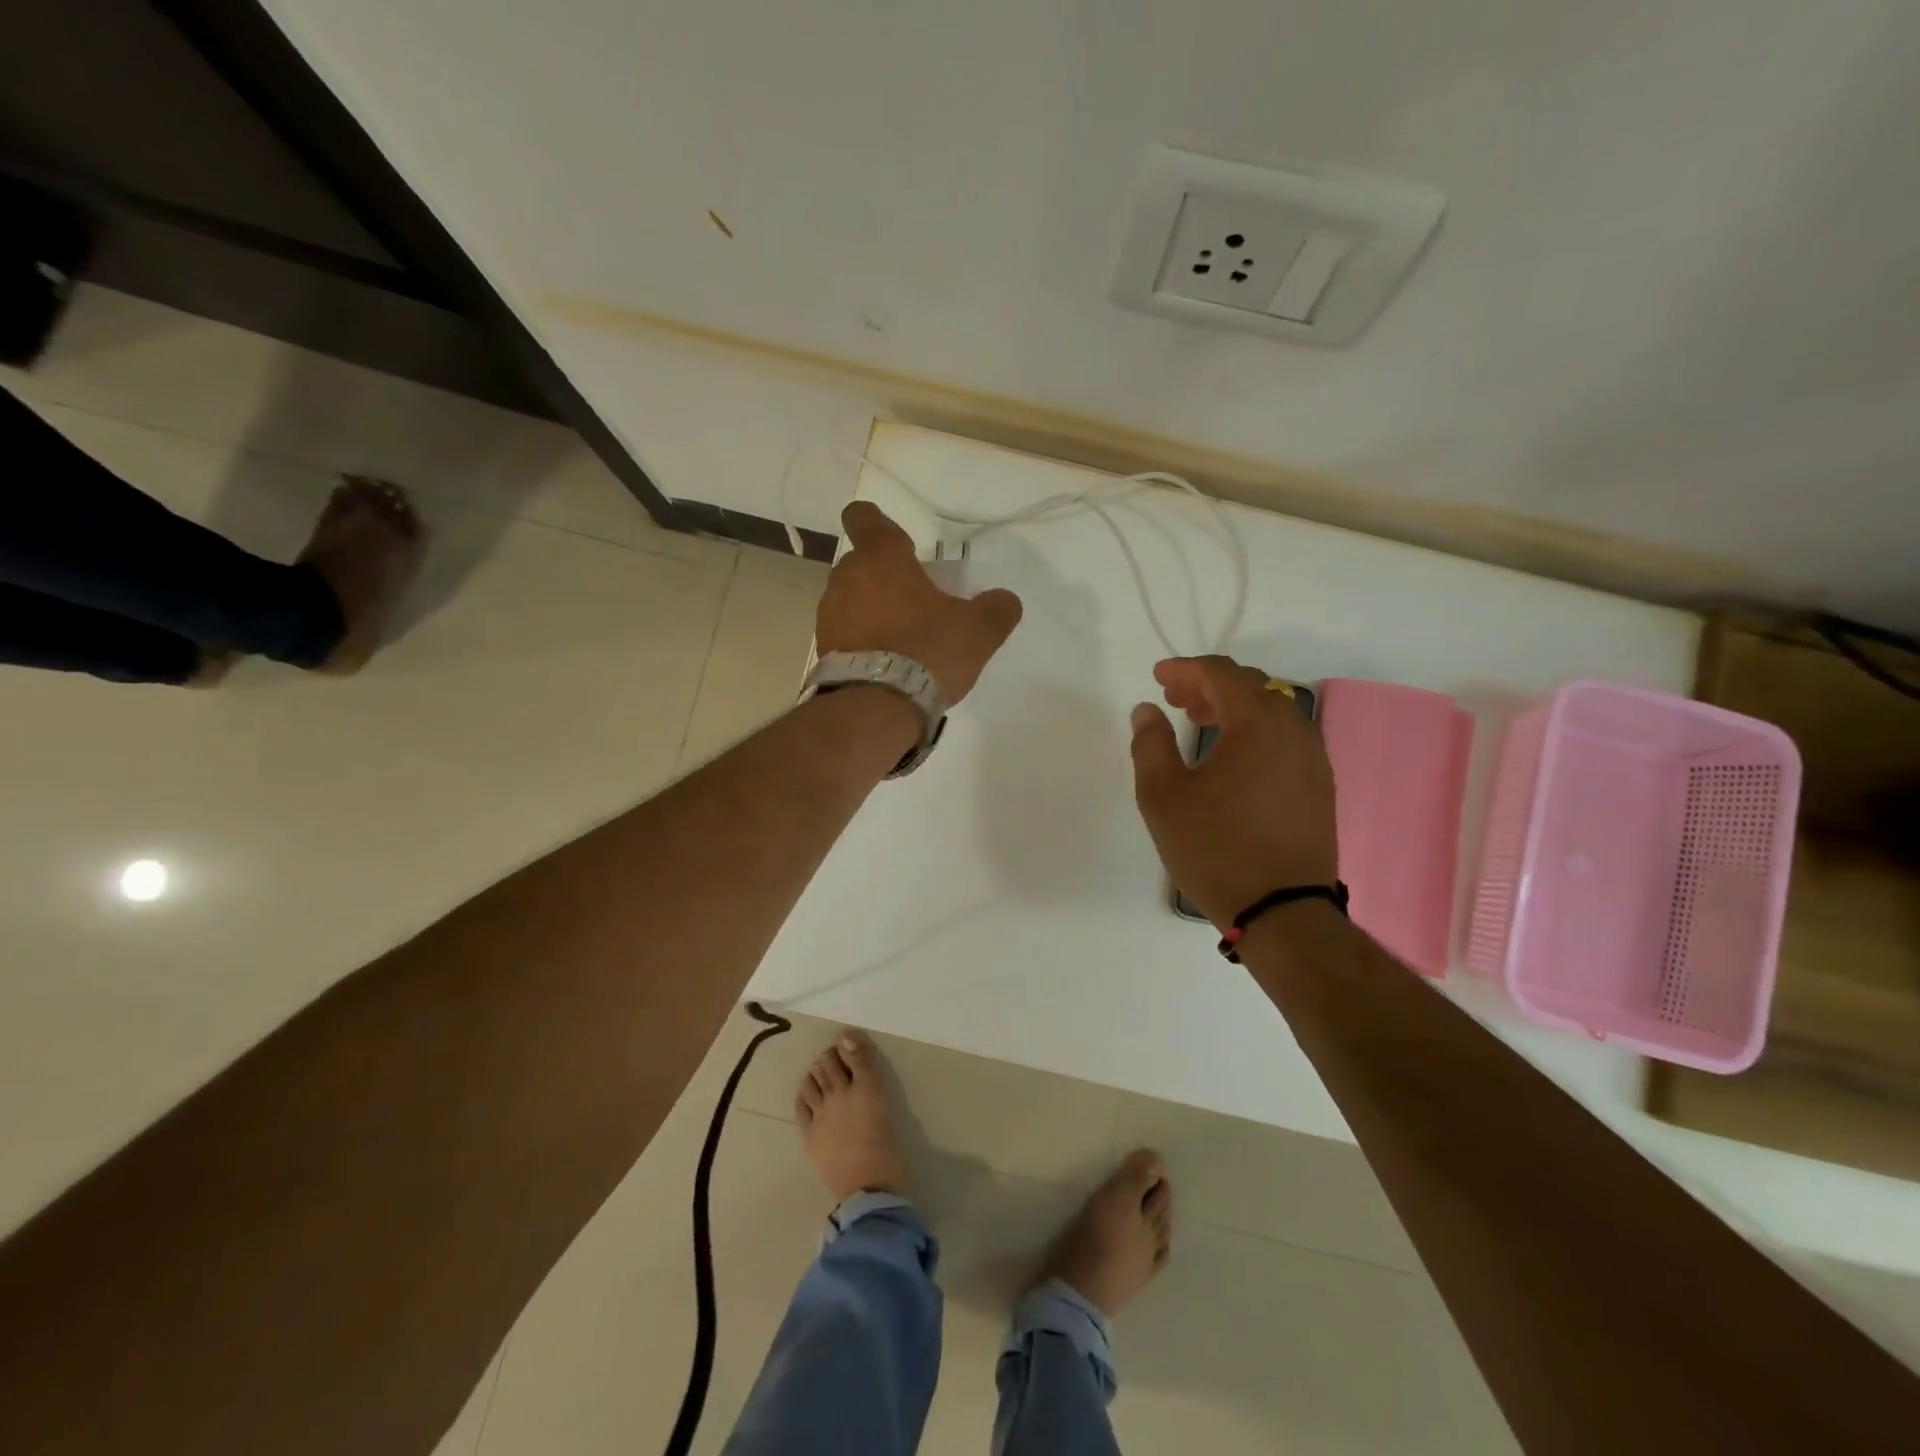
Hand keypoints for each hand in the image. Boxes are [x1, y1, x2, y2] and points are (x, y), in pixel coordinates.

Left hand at [816, 501, 1023, 703]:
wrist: (877, 707)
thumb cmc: (926, 651)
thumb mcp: (977, 632)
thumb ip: (995, 610)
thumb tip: (1005, 601)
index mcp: (882, 558)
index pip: (864, 518)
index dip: (875, 522)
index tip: (896, 541)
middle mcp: (847, 578)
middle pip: (861, 563)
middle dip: (884, 576)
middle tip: (915, 600)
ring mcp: (830, 614)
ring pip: (851, 598)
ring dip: (872, 609)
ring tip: (902, 637)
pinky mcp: (825, 649)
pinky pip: (846, 632)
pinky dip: (863, 639)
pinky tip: (886, 662)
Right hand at [1129, 655, 1338, 928]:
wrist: (1282, 911)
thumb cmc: (1215, 848)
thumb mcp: (1163, 796)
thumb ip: (1151, 744)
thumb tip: (1147, 711)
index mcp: (1257, 723)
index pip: (1221, 674)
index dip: (1186, 669)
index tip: (1158, 678)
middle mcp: (1294, 729)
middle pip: (1251, 686)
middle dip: (1209, 686)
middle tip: (1175, 700)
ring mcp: (1313, 757)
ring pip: (1272, 711)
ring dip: (1234, 708)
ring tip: (1200, 723)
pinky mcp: (1320, 785)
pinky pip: (1285, 737)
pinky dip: (1254, 732)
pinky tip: (1232, 758)